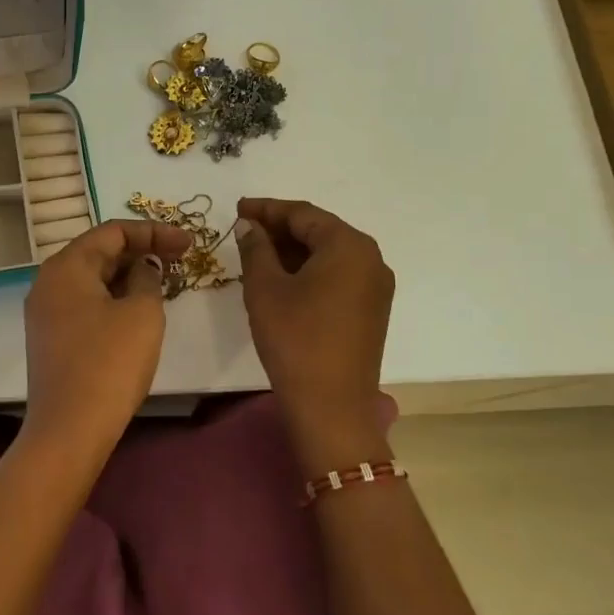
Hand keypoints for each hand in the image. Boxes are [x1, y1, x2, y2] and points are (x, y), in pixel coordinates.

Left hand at [23, 219, 192, 456]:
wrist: (69, 430)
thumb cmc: (109, 364)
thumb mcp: (142, 313)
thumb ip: (148, 278)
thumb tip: (142, 268)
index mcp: (66, 266)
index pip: (113, 231)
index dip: (154, 232)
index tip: (188, 243)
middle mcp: (48, 282)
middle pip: (99, 252)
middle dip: (141, 252)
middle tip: (180, 260)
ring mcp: (45, 312)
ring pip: (92, 280)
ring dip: (129, 277)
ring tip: (164, 284)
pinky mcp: (50, 339)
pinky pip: (85, 304)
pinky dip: (113, 299)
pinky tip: (138, 312)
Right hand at [236, 197, 395, 468]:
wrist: (331, 406)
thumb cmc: (295, 338)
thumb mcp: (265, 287)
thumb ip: (255, 248)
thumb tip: (249, 225)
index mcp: (348, 245)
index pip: (303, 213)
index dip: (267, 209)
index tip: (238, 208)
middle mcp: (371, 258)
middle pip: (320, 230)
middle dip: (280, 228)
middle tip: (244, 229)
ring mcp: (375, 286)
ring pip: (329, 254)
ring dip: (293, 250)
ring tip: (256, 252)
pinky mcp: (371, 309)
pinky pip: (338, 275)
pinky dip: (309, 270)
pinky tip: (282, 277)